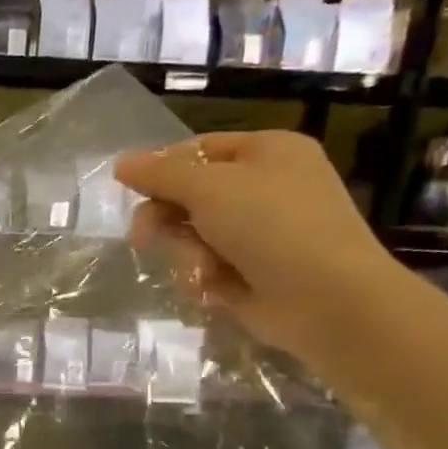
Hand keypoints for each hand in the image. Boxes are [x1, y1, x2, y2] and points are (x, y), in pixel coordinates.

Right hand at [114, 131, 406, 365]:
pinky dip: (202, 277)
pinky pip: (207, 266)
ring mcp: (259, 233)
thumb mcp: (209, 188)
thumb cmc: (272, 225)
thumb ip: (160, 174)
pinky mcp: (252, 272)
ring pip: (193, 235)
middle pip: (190, 195)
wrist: (327, 298)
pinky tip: (211, 289)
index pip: (198, 150)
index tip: (129, 190)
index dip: (161, 169)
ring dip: (186, 254)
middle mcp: (265, 187)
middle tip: (141, 239)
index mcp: (267, 152)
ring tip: (201, 270)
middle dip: (166, 219)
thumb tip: (121, 163)